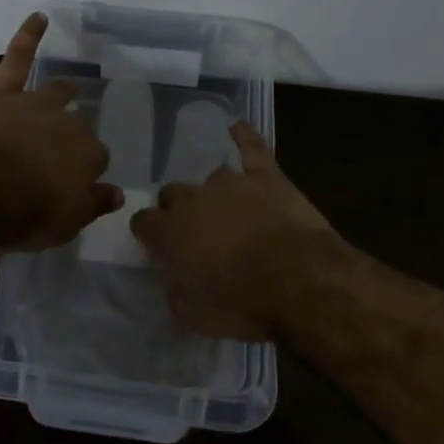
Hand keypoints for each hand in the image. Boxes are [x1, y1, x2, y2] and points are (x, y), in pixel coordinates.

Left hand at [0, 12, 123, 249]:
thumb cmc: (25, 213)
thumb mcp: (67, 222)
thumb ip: (94, 204)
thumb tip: (118, 193)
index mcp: (86, 155)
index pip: (96, 158)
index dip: (87, 169)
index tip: (79, 179)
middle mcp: (67, 123)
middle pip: (77, 125)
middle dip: (74, 133)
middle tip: (63, 147)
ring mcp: (34, 102)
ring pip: (55, 91)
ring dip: (64, 90)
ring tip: (70, 87)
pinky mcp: (2, 90)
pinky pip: (19, 56)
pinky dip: (29, 35)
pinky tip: (39, 18)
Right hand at [130, 121, 333, 339]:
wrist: (299, 280)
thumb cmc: (243, 304)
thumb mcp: (196, 316)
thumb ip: (177, 292)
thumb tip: (174, 281)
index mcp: (170, 232)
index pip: (143, 222)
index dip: (148, 232)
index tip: (156, 244)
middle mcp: (193, 199)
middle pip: (173, 193)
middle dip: (178, 209)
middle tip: (196, 232)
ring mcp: (230, 182)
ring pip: (211, 176)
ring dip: (214, 192)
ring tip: (227, 208)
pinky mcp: (266, 175)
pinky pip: (251, 147)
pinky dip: (243, 136)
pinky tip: (236, 127)